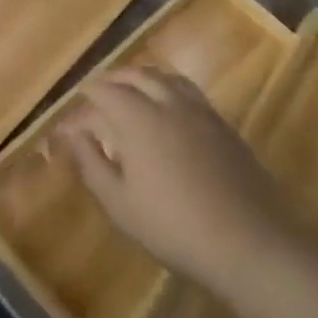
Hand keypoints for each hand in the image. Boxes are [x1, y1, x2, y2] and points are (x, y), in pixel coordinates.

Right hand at [56, 68, 287, 281]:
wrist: (248, 242)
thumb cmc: (172, 226)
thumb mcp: (119, 203)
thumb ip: (91, 163)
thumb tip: (75, 136)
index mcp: (138, 119)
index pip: (101, 93)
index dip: (80, 105)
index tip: (68, 124)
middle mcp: (168, 104)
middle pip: (135, 75)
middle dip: (110, 81)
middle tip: (94, 96)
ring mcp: (201, 112)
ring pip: (166, 77)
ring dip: (141, 78)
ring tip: (129, 92)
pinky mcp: (224, 125)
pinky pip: (189, 92)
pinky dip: (168, 89)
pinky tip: (167, 111)